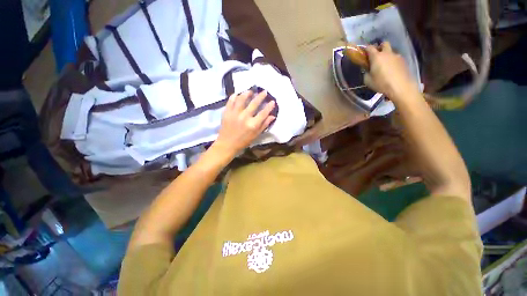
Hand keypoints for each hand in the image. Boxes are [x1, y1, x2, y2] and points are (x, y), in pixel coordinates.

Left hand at [213, 90, 275, 156]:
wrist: (227, 144)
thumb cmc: (243, 141)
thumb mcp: (256, 135)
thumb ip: (264, 125)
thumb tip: (273, 116)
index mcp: (253, 125)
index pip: (263, 113)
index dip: (269, 106)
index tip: (272, 101)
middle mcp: (244, 117)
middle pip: (254, 103)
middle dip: (261, 96)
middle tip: (264, 91)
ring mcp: (235, 113)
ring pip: (242, 99)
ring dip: (247, 93)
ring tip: (250, 91)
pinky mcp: (227, 112)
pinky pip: (231, 101)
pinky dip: (235, 96)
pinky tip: (238, 94)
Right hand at [364, 42, 418, 99]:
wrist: (400, 86)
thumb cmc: (381, 83)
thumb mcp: (368, 81)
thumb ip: (366, 73)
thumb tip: (367, 70)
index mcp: (376, 57)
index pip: (370, 47)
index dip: (366, 49)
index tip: (364, 53)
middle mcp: (387, 53)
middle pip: (384, 44)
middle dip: (379, 47)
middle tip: (376, 56)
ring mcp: (397, 56)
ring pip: (391, 51)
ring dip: (387, 55)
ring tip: (384, 65)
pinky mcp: (403, 61)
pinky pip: (396, 58)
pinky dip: (392, 61)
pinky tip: (391, 70)